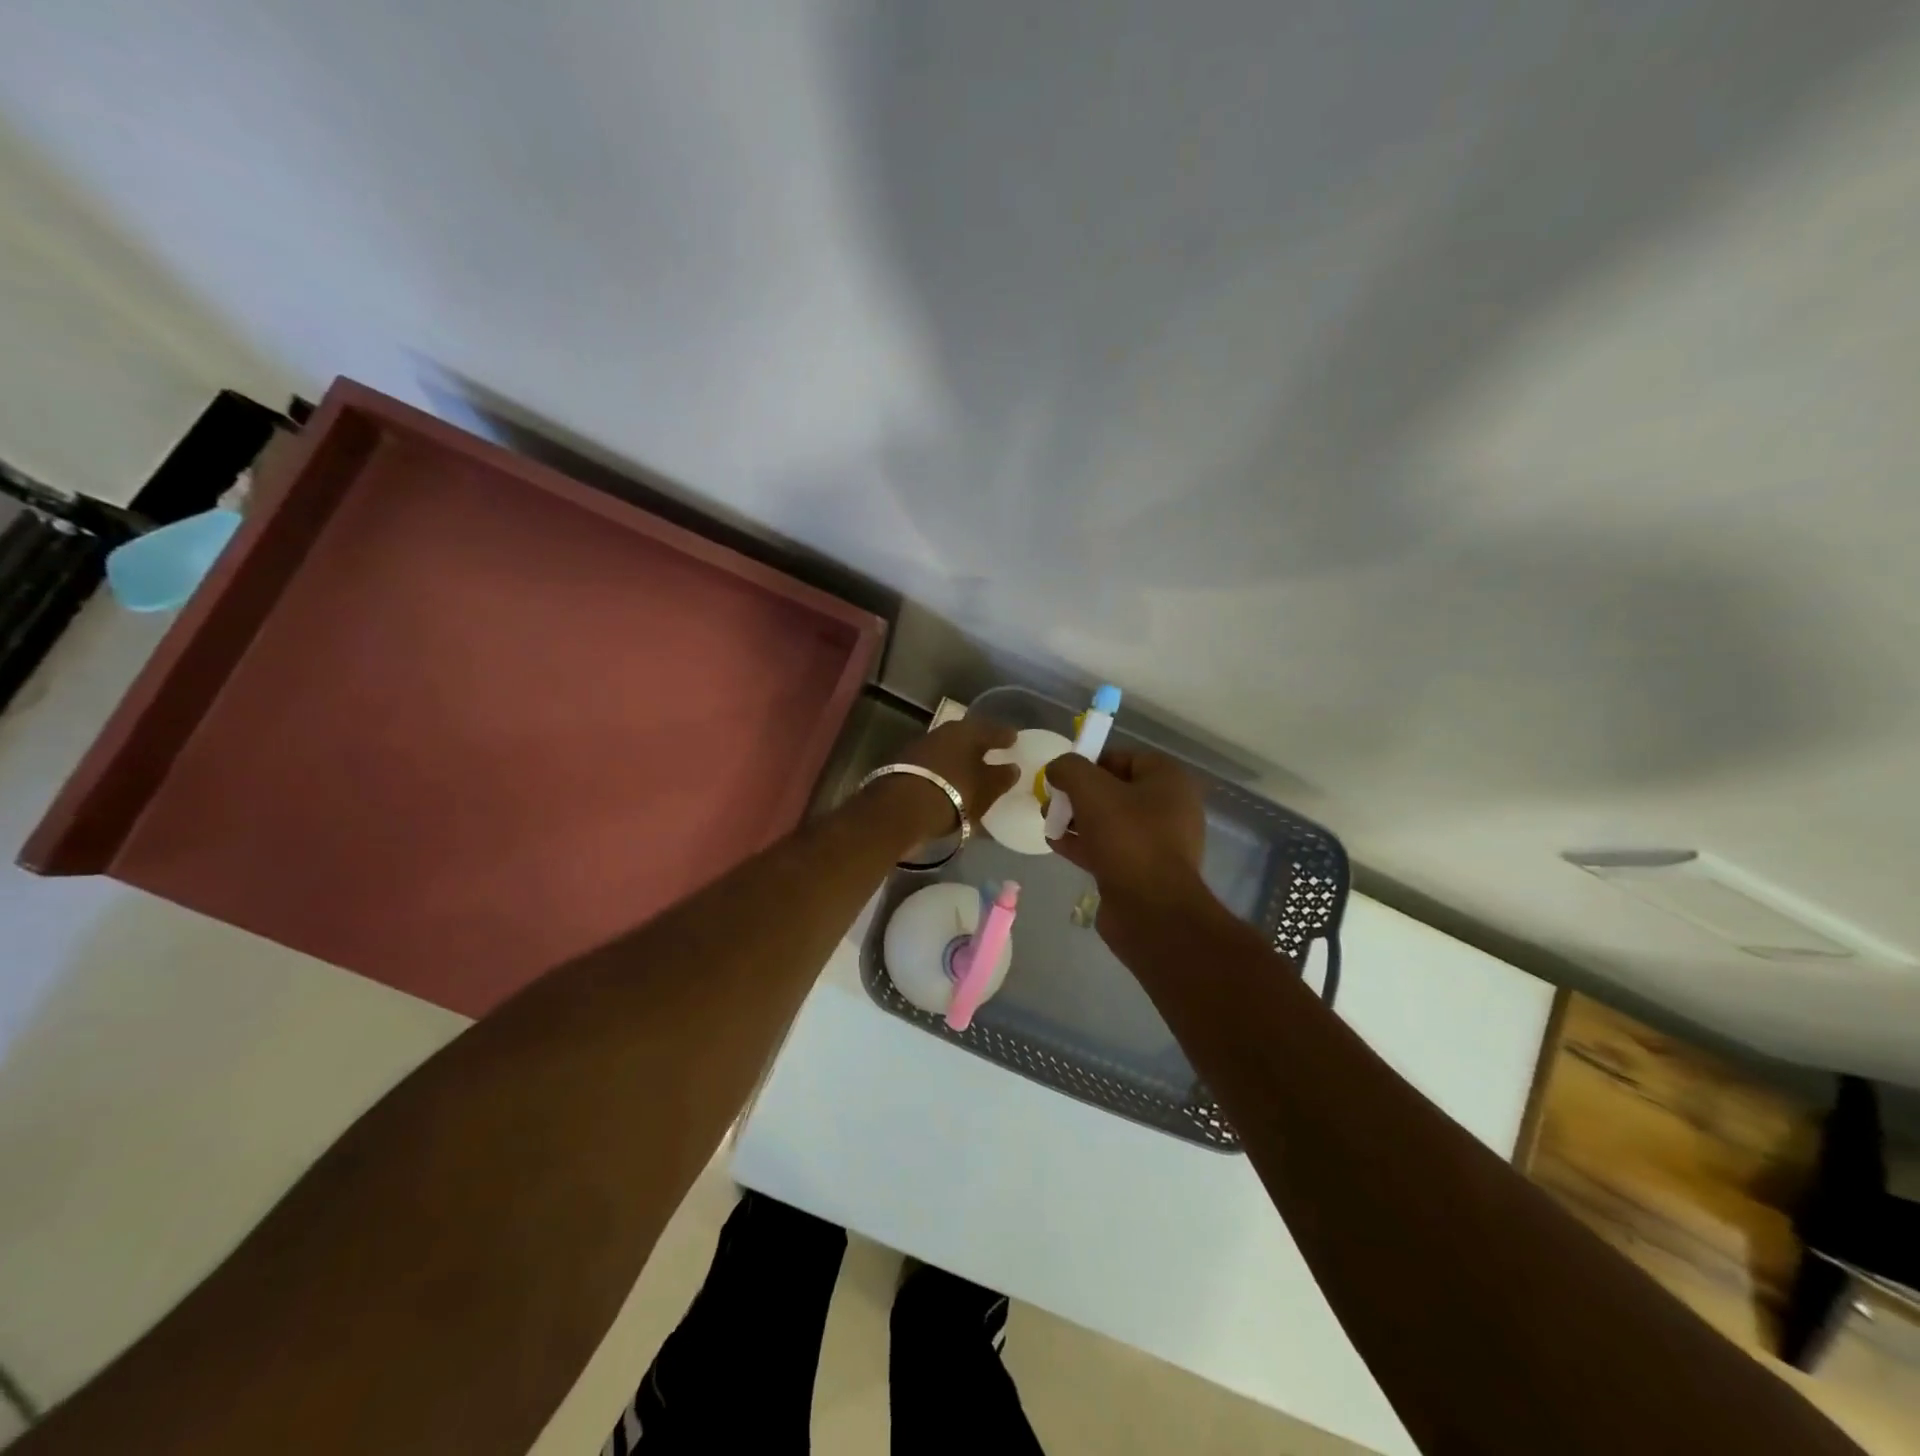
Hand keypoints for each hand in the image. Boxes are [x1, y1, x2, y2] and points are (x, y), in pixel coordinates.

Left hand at [887, 716, 1020, 836]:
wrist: (900, 809)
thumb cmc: (953, 793)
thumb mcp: (986, 789)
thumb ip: (1002, 777)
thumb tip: (1012, 768)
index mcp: (967, 731)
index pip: (992, 730)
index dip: (1004, 736)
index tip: (1014, 739)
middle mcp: (942, 732)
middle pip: (966, 737)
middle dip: (979, 745)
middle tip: (992, 752)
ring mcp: (920, 748)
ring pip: (948, 750)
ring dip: (959, 759)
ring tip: (971, 771)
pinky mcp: (903, 767)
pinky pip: (934, 766)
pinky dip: (944, 772)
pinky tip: (949, 783)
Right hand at [1046, 749, 1213, 945]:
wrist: (1151, 909)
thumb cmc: (1127, 838)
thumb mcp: (1091, 789)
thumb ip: (1069, 769)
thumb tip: (1057, 768)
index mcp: (1169, 781)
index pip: (1125, 757)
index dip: (1091, 761)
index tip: (1063, 773)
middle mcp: (1169, 808)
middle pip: (1115, 790)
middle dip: (1079, 793)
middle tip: (1052, 799)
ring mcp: (1157, 843)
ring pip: (1109, 821)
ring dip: (1077, 819)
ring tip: (1048, 821)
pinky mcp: (1142, 871)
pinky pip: (1109, 848)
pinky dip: (1083, 844)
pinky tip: (1055, 843)